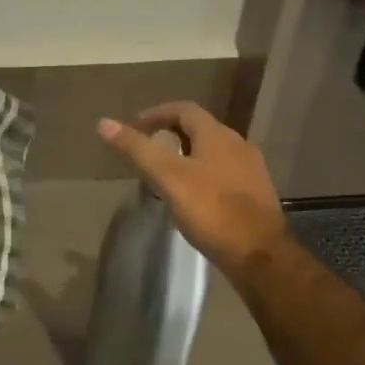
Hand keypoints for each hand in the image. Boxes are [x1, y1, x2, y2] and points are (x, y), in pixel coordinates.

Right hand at [96, 102, 288, 277]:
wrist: (260, 254)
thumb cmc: (211, 210)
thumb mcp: (167, 177)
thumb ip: (137, 149)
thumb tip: (104, 123)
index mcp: (217, 135)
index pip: (184, 109)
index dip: (158, 113)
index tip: (136, 126)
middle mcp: (238, 144)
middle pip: (201, 129)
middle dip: (173, 133)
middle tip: (149, 148)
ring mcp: (251, 170)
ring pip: (214, 152)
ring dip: (189, 154)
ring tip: (167, 173)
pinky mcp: (257, 194)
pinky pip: (225, 173)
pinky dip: (204, 174)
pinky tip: (194, 196)